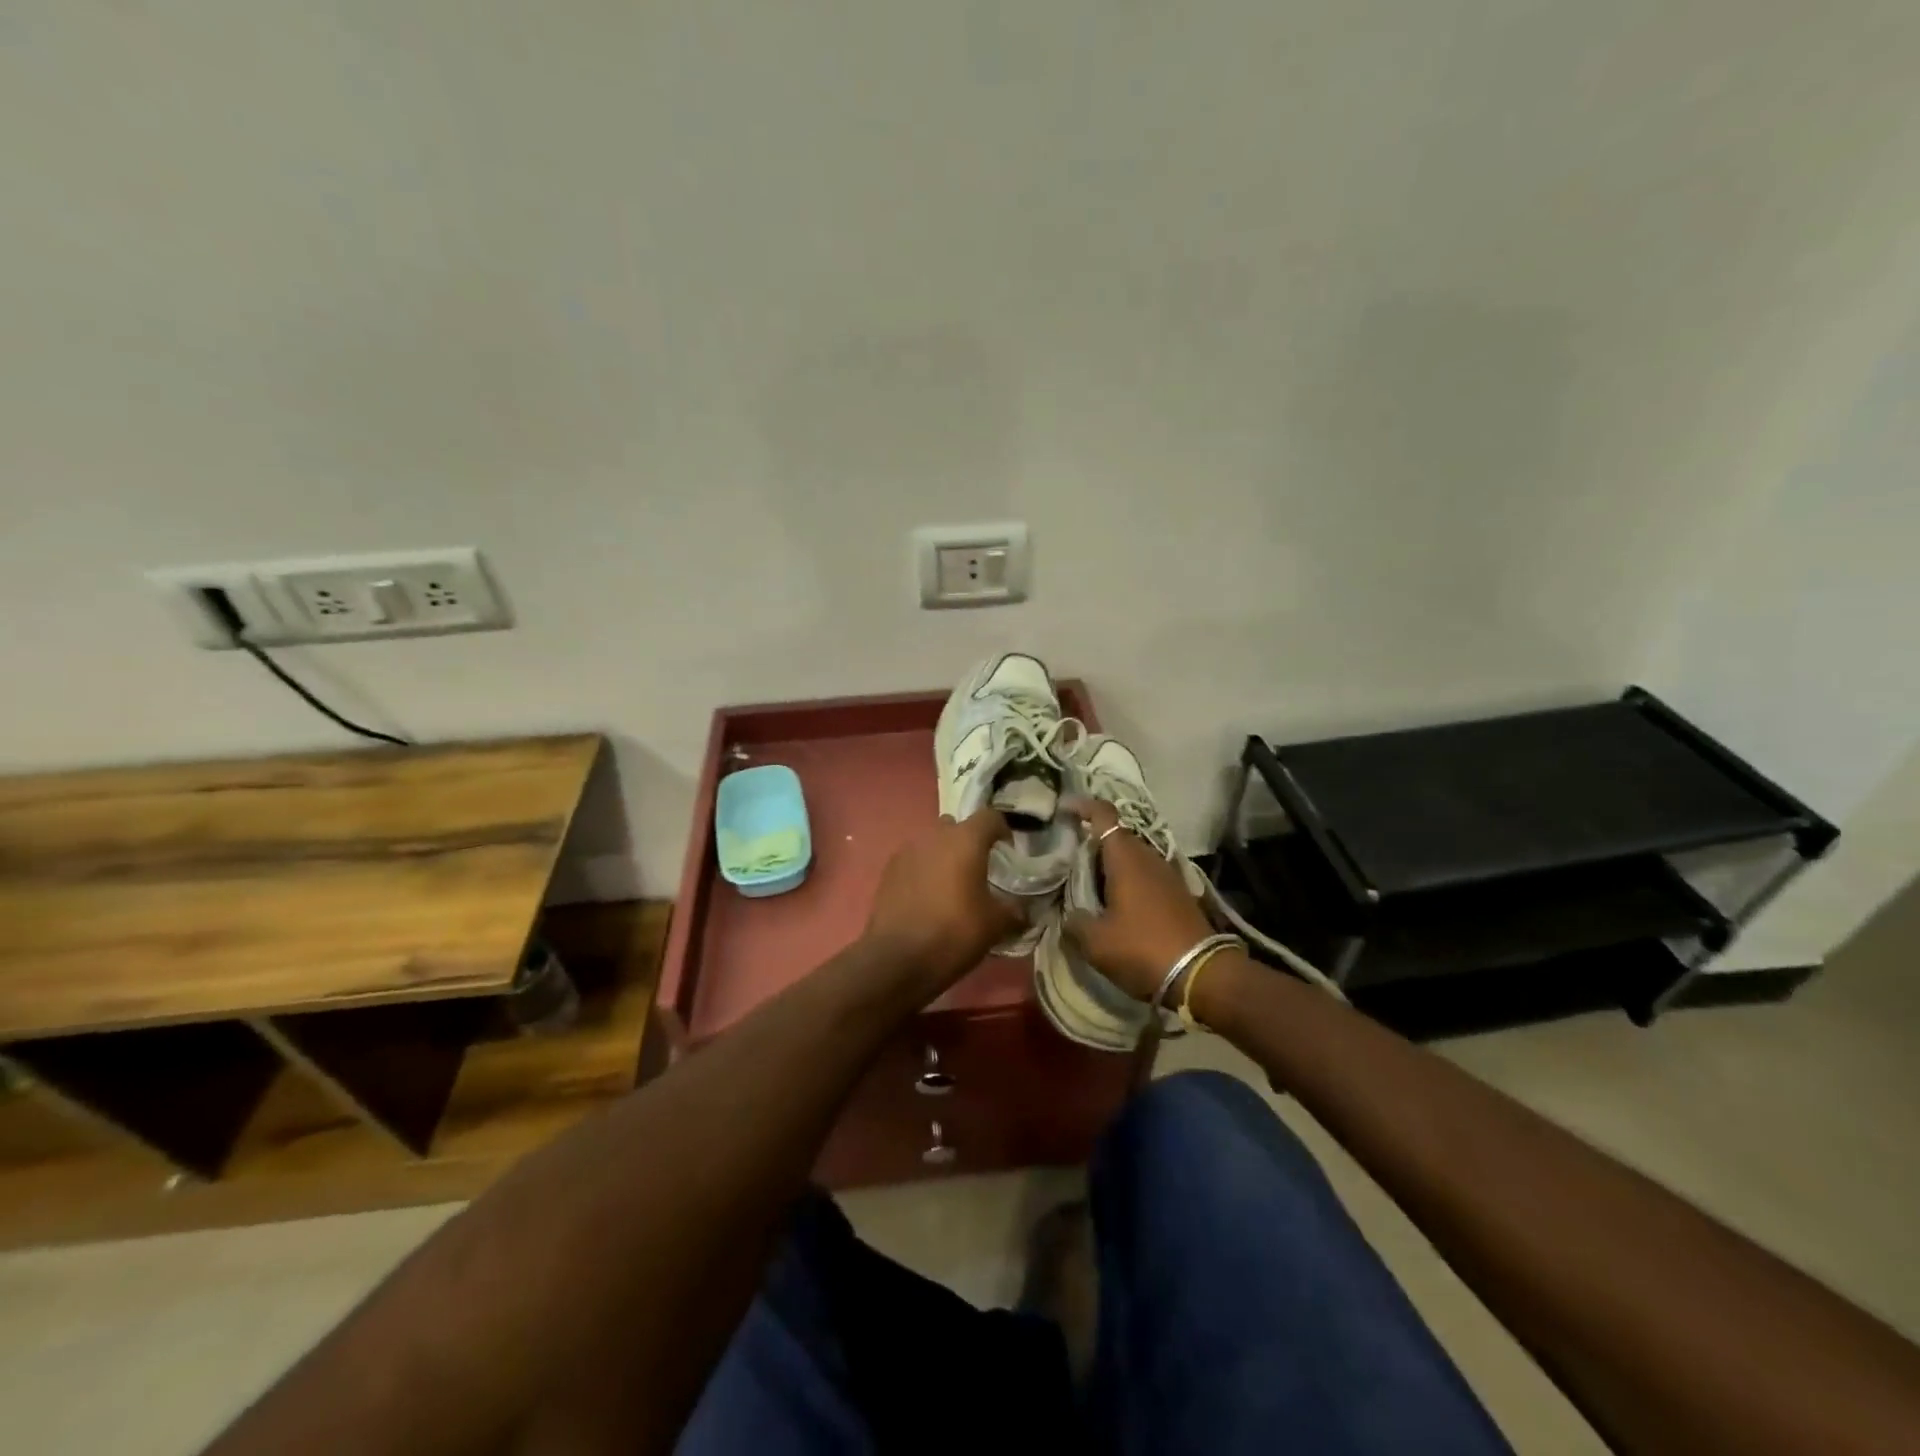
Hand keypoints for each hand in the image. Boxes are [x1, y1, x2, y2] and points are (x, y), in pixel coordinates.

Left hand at [863, 808, 1023, 999]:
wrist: (898, 958)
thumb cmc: (954, 932)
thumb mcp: (995, 925)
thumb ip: (1014, 911)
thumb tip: (1023, 910)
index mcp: (965, 840)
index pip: (989, 817)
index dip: (1002, 830)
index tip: (1008, 851)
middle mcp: (934, 836)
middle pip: (956, 827)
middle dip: (968, 842)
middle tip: (978, 870)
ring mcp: (907, 851)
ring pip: (932, 843)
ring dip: (943, 857)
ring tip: (951, 886)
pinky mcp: (888, 871)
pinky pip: (913, 861)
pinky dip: (923, 872)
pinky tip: (927, 898)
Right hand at [1059, 797, 1215, 1002]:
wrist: (1202, 976)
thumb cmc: (1142, 949)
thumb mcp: (1096, 942)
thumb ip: (1075, 922)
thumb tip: (1070, 916)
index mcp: (1126, 858)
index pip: (1103, 814)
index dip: (1082, 806)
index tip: (1063, 810)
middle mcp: (1148, 857)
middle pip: (1117, 837)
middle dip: (1093, 842)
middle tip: (1069, 859)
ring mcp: (1168, 875)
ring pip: (1133, 858)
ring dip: (1111, 865)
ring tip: (1089, 884)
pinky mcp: (1179, 894)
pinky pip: (1146, 876)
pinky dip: (1128, 881)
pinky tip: (1117, 904)